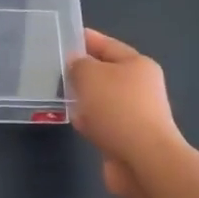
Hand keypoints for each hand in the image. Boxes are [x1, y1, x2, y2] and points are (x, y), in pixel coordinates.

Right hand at [67, 29, 183, 197]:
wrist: (143, 160)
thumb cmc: (117, 108)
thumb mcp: (91, 75)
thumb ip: (78, 64)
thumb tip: (77, 64)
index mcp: (138, 65)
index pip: (108, 45)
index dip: (86, 39)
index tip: (64, 36)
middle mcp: (141, 87)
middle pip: (106, 72)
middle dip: (83, 71)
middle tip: (55, 68)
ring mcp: (135, 114)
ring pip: (103, 99)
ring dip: (84, 98)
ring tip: (60, 94)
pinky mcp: (127, 138)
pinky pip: (102, 122)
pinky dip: (89, 121)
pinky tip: (74, 121)